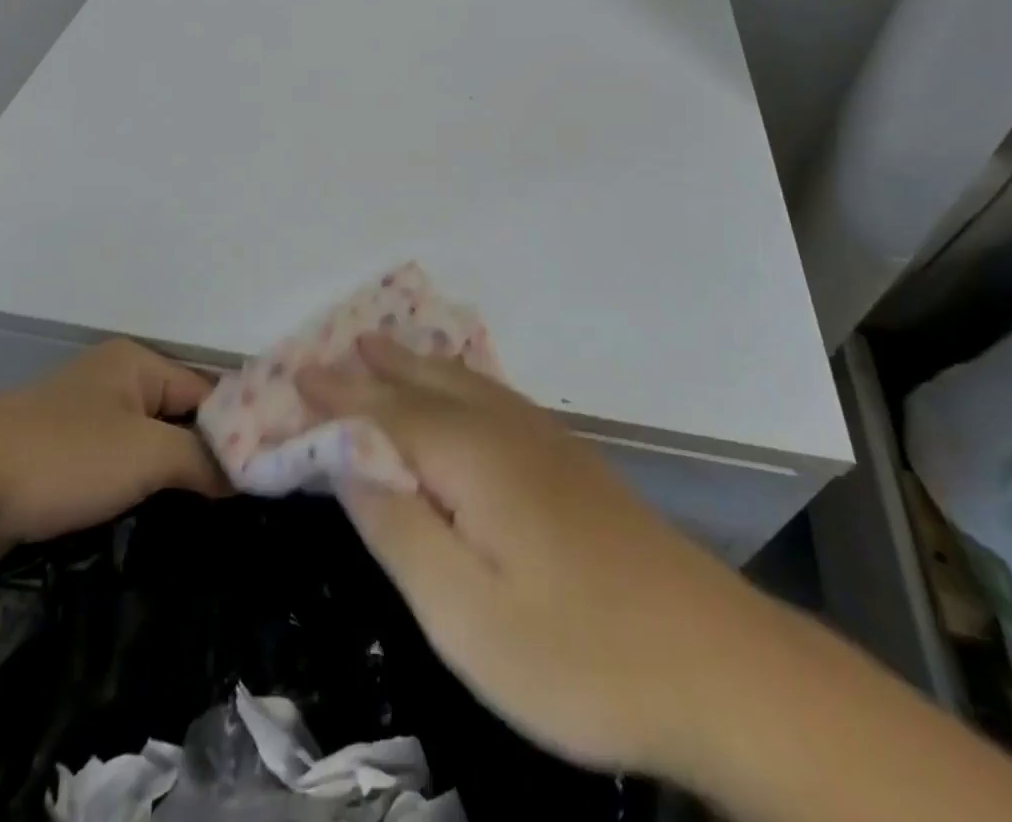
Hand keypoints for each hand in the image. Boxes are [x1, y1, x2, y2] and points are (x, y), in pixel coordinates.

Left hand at [0, 338, 229, 579]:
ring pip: (142, 448)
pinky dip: (129, 492)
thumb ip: (203, 459)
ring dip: (165, 479)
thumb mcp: (147, 454)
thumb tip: (245, 473)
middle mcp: (110, 382)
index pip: (207, 392)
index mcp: (135, 363)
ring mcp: (77, 420)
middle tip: (234, 503)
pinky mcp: (52, 460)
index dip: (236, 431)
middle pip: (176, 418)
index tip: (260, 476)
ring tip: (199, 519)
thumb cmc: (61, 459)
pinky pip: (110, 471)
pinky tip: (147, 523)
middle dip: (201, 458)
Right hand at [299, 333, 735, 775]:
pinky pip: (494, 396)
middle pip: (424, 385)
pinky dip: (459, 380)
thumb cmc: (579, 653)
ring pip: (463, 383)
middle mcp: (505, 431)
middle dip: (373, 369)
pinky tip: (464, 388)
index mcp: (472, 457)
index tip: (293, 378)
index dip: (336, 398)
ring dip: (416, 365)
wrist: (718, 664)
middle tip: (331, 350)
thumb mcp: (465, 615)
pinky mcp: (573, 464)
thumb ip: (398, 529)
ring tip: (384, 347)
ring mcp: (546, 443)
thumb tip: (348, 461)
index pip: (384, 414)